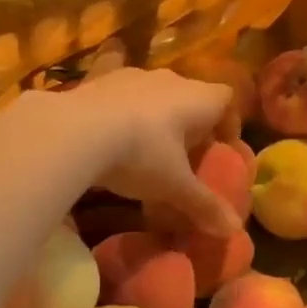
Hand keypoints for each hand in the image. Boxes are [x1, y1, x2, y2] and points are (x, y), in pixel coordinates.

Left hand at [64, 68, 238, 235]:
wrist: (73, 130)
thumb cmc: (140, 155)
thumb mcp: (174, 186)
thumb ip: (204, 206)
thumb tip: (233, 231)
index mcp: (197, 99)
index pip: (226, 99)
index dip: (229, 121)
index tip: (222, 147)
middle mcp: (169, 79)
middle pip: (191, 96)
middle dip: (192, 124)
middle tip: (186, 156)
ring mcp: (132, 76)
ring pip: (155, 94)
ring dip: (156, 116)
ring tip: (146, 148)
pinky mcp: (99, 80)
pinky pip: (121, 94)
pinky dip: (122, 111)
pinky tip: (109, 134)